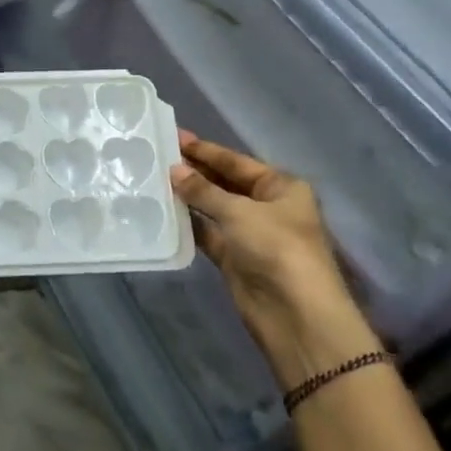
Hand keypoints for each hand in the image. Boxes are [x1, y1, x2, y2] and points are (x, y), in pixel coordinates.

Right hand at [169, 131, 380, 388]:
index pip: (237, 162)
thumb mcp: (239, 211)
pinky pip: (208, 233)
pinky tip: (163, 212)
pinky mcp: (235, 258)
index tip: (175, 136)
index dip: (206, 150)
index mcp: (281, 187)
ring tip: (154, 180)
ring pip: (214, 208)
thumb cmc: (276, 248)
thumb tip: (173, 171)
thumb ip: (203, 190)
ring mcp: (251, 234)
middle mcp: (268, 207)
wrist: (296, 314)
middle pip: (225, 183)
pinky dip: (189, 224)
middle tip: (159, 156)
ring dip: (189, 197)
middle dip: (195, 171)